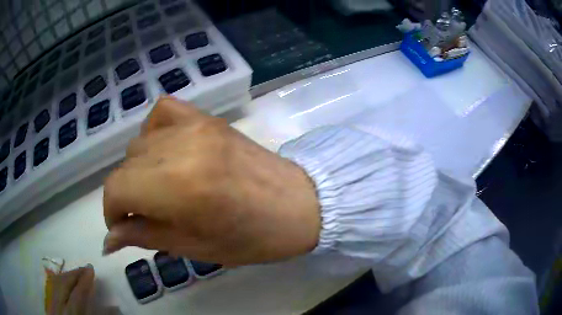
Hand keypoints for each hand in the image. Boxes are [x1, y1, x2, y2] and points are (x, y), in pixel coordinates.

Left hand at [46, 265, 94, 314]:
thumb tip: (112, 307)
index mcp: (72, 314)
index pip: (77, 295)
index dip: (84, 281)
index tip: (91, 270)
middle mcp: (59, 308)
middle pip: (63, 285)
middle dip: (74, 274)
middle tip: (85, 268)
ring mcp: (51, 305)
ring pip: (55, 283)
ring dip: (66, 276)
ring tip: (76, 273)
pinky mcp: (48, 305)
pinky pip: (51, 288)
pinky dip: (58, 281)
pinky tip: (63, 281)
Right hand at [103, 96, 319, 265]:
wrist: (300, 205)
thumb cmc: (252, 238)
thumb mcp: (193, 247)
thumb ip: (143, 237)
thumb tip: (107, 240)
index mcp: (178, 186)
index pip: (116, 189)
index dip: (112, 212)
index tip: (122, 228)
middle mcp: (181, 146)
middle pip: (125, 166)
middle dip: (126, 196)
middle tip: (145, 216)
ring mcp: (196, 125)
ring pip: (139, 143)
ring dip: (139, 170)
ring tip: (159, 189)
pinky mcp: (208, 117)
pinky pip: (162, 112)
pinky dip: (154, 133)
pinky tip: (166, 153)